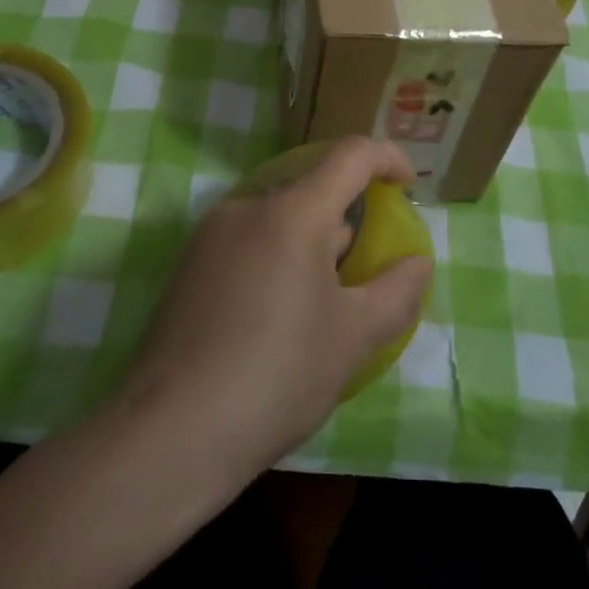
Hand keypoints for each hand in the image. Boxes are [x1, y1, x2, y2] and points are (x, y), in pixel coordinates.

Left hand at [116, 137, 433, 480]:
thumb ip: (396, 292)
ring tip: (322, 310)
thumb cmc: (276, 376)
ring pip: (280, 220)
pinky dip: (278, 260)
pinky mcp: (189, 265)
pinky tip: (277, 322)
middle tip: (365, 276)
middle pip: (313, 191)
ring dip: (312, 246)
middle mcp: (248, 207)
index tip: (408, 186)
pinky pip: (249, 242)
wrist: (170, 434)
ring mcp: (211, 234)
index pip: (349, 155)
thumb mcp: (353, 338)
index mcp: (292, 212)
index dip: (387, 158)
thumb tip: (418, 262)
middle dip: (348, 222)